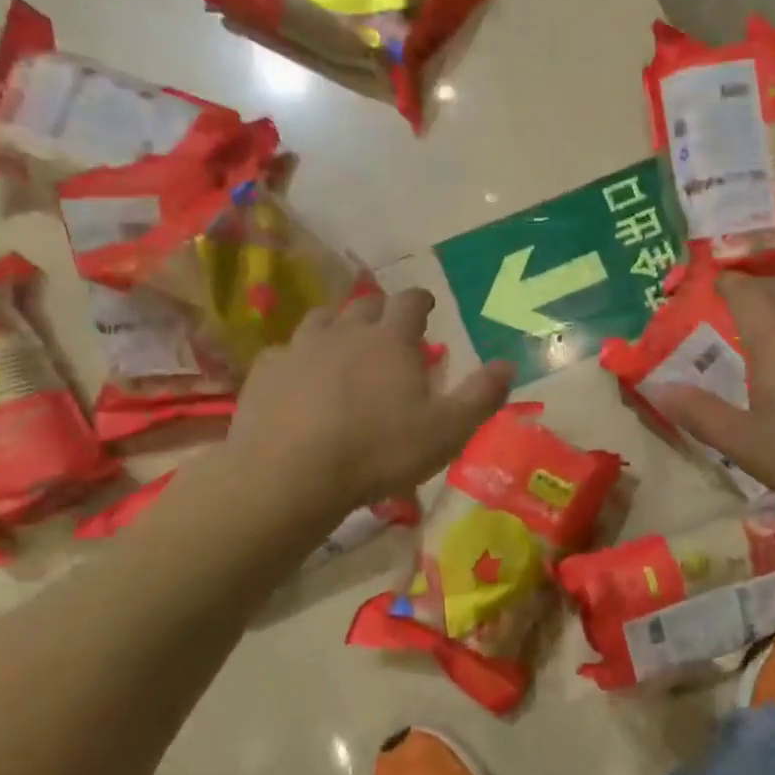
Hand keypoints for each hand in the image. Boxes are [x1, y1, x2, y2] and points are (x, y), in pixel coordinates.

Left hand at [230, 288, 511, 514]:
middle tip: (389, 328)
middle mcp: (345, 332)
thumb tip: (508, 364)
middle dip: (381, 311)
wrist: (291, 474)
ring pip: (321, 320)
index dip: (421, 300)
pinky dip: (299, 357)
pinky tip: (300, 377)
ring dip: (337, 325)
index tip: (427, 304)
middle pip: (364, 305)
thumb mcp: (447, 431)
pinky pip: (285, 351)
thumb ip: (480, 396)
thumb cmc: (379, 451)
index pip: (410, 302)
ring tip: (344, 344)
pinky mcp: (265, 371)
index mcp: (391, 340)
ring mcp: (300, 348)